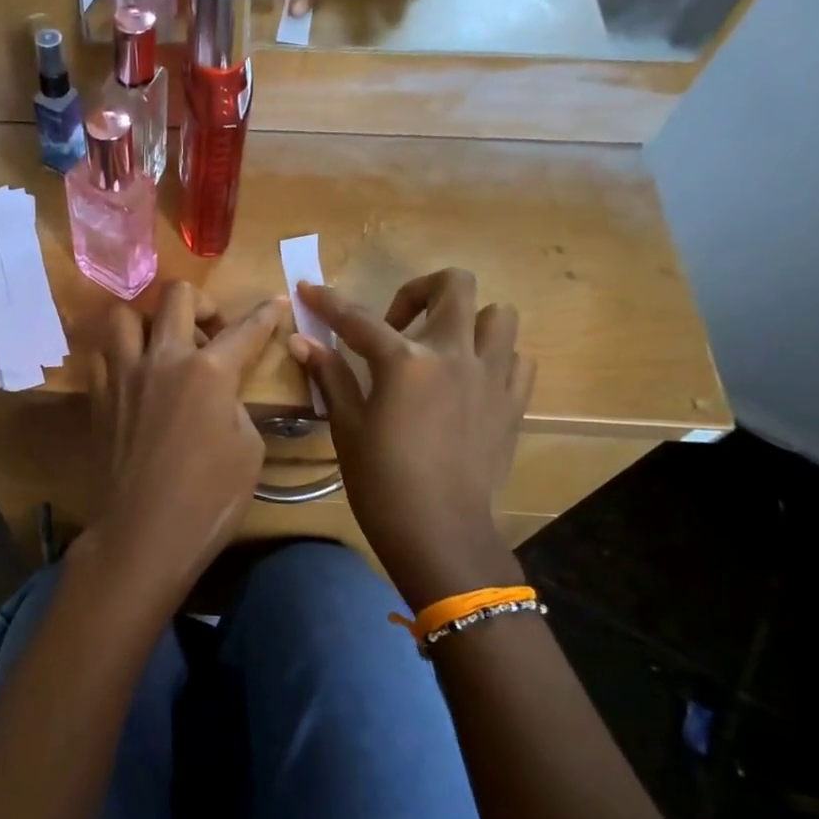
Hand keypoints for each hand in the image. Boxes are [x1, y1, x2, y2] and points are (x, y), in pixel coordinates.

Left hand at [85, 283, 288, 606]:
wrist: (144, 533)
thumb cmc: (209, 499)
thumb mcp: (248, 451)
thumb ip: (236, 407)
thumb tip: (221, 395)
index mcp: (209, 372)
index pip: (246, 329)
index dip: (268, 314)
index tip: (277, 302)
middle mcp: (162, 359)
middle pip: (178, 296)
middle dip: (204, 303)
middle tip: (212, 332)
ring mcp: (123, 375)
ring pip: (126, 314)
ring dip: (150, 321)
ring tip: (164, 347)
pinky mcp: (98, 396)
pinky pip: (103, 354)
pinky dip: (120, 354)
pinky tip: (135, 376)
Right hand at [290, 270, 532, 607]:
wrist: (440, 532)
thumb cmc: (382, 482)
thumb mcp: (347, 427)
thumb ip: (330, 376)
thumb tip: (302, 341)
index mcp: (406, 362)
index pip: (359, 318)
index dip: (328, 301)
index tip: (308, 288)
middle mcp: (455, 355)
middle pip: (454, 285)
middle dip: (419, 290)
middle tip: (396, 324)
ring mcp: (492, 376)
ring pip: (499, 314)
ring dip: (467, 320)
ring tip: (440, 349)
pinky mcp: (514, 403)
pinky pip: (516, 358)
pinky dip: (494, 356)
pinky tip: (469, 380)